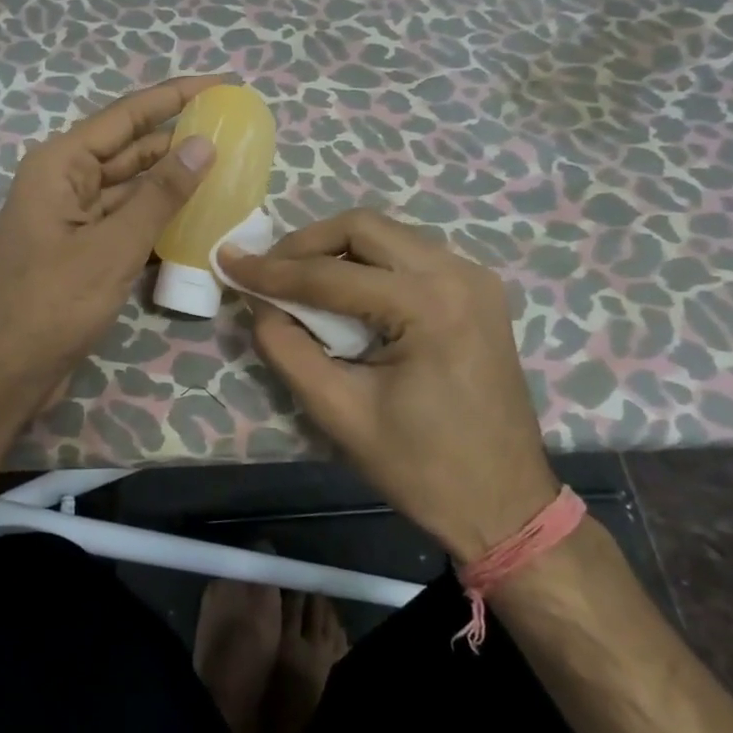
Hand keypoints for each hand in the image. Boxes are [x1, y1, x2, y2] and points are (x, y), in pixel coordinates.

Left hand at [0, 76, 219, 424]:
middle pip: (130, 150)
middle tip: (235, 131)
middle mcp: (64, 182)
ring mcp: (72, 219)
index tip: (221, 83)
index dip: (175, 96)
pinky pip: (126, 224)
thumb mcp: (113, 246)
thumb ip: (160, 194)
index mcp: (60, 165)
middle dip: (178, 140)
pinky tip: (198, 220)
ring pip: (131, 190)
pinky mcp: (81, 252)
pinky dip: (158, 221)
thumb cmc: (51, 304)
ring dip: (173, 183)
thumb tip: (202, 144)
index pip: (126, 116)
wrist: (2, 375)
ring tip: (228, 170)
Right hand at [219, 210, 558, 562]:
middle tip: (267, 271)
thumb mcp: (339, 413)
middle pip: (363, 228)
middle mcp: (458, 274)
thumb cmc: (422, 468)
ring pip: (386, 235)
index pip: (331, 275)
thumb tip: (258, 304)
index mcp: (429, 305)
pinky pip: (408, 255)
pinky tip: (342, 291)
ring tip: (295, 280)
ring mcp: (474, 278)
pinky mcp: (476, 291)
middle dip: (305, 244)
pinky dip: (366, 263)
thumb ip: (288, 349)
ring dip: (335, 250)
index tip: (228, 261)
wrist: (505, 505)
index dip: (271, 270)